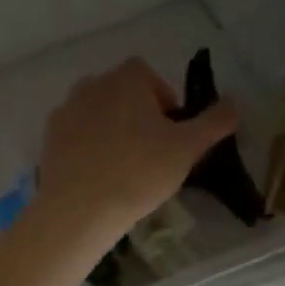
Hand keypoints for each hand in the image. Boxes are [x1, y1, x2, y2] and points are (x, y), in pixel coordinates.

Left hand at [36, 58, 238, 238]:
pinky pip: (75, 137)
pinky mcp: (48, 140)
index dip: (163, 100)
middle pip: (120, 93)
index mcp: (126, 79)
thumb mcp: (188, 148)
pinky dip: (87, 149)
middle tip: (150, 153)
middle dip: (136, 115)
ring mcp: (65, 112)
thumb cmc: (139, 173)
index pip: (148, 76)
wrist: (79, 210)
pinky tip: (97, 177)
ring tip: (122, 167)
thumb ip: (215, 122)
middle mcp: (91, 85)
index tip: (170, 133)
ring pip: (96, 114)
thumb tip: (236, 102)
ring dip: (110, 131)